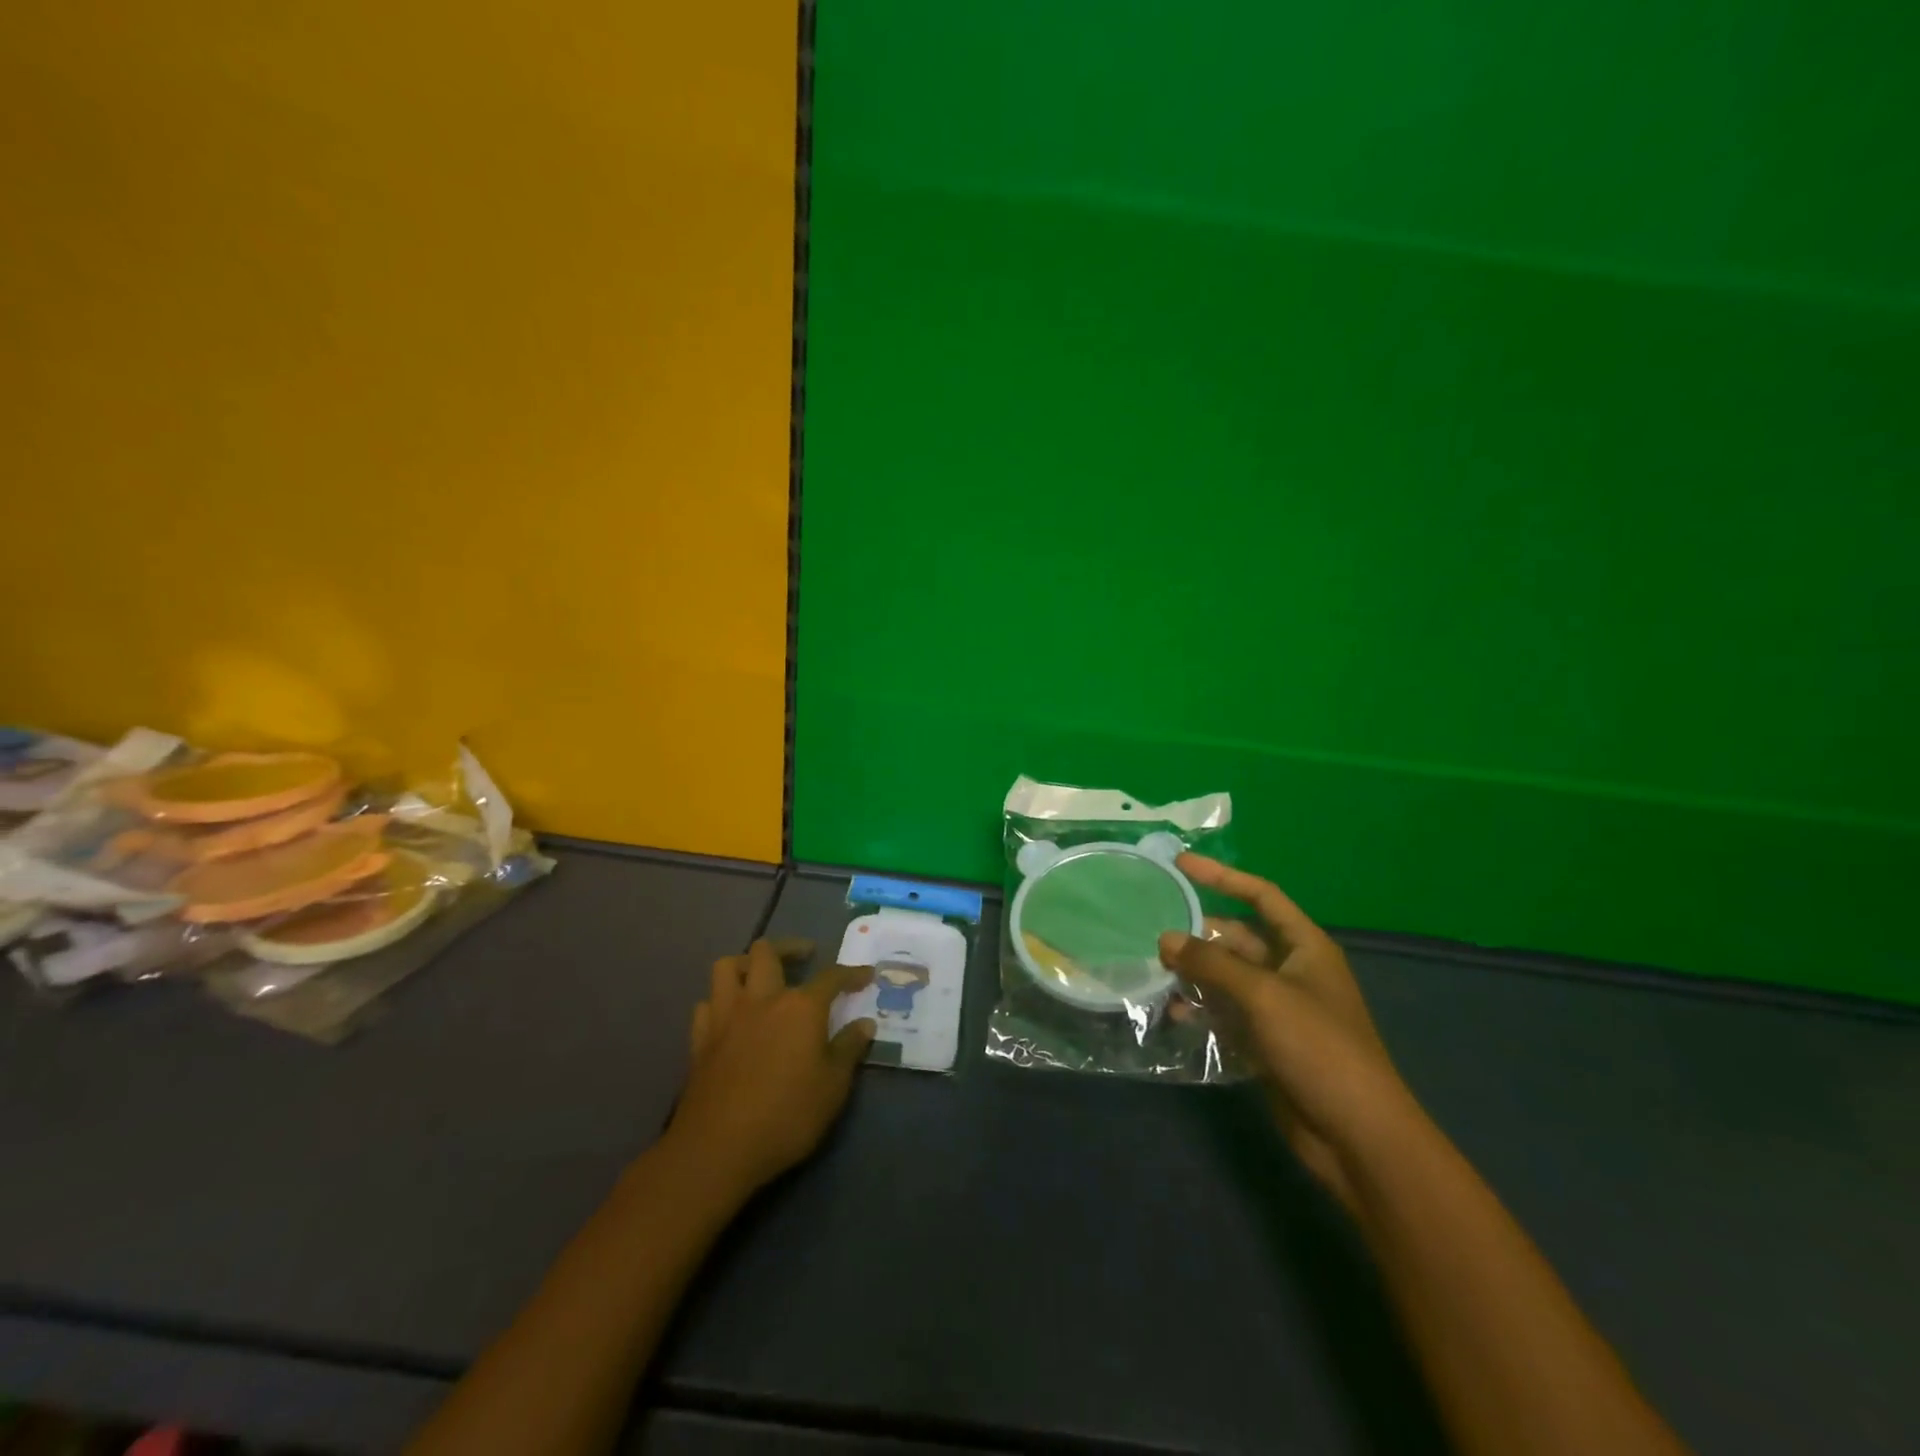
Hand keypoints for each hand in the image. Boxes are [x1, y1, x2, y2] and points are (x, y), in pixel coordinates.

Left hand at [665, 939, 875, 1197]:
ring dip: (746, 964)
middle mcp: (762, 999)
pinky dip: (720, 1001)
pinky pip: (707, 1003)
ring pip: (728, 966)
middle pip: (768, 952)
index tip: (865, 975)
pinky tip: (731, 1015)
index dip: (851, 973)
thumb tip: (865, 1024)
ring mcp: (726, 1016)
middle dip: (789, 948)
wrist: (718, 1148)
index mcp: (800, 1007)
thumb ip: (849, 1049)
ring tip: (761, 976)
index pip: (831, 976)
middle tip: (804, 958)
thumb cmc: (786, 1116)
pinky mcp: (700, 1039)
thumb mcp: (833, 1087)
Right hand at [1159, 855, 1415, 1209]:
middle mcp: (1292, 971)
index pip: (1261, 896)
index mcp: (1305, 947)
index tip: (1180, 865)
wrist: (1357, 1135)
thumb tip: (1165, 939)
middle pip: (1238, 938)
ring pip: (1228, 978)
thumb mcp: (1263, 996)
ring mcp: (1279, 1009)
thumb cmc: (1319, 1048)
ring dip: (1195, 974)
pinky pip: (1226, 1014)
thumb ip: (1212, 964)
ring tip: (1154, 971)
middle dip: (1199, 933)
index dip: (1222, 877)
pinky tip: (1173, 1014)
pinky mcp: (1266, 1043)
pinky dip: (1201, 1010)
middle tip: (1153, 931)